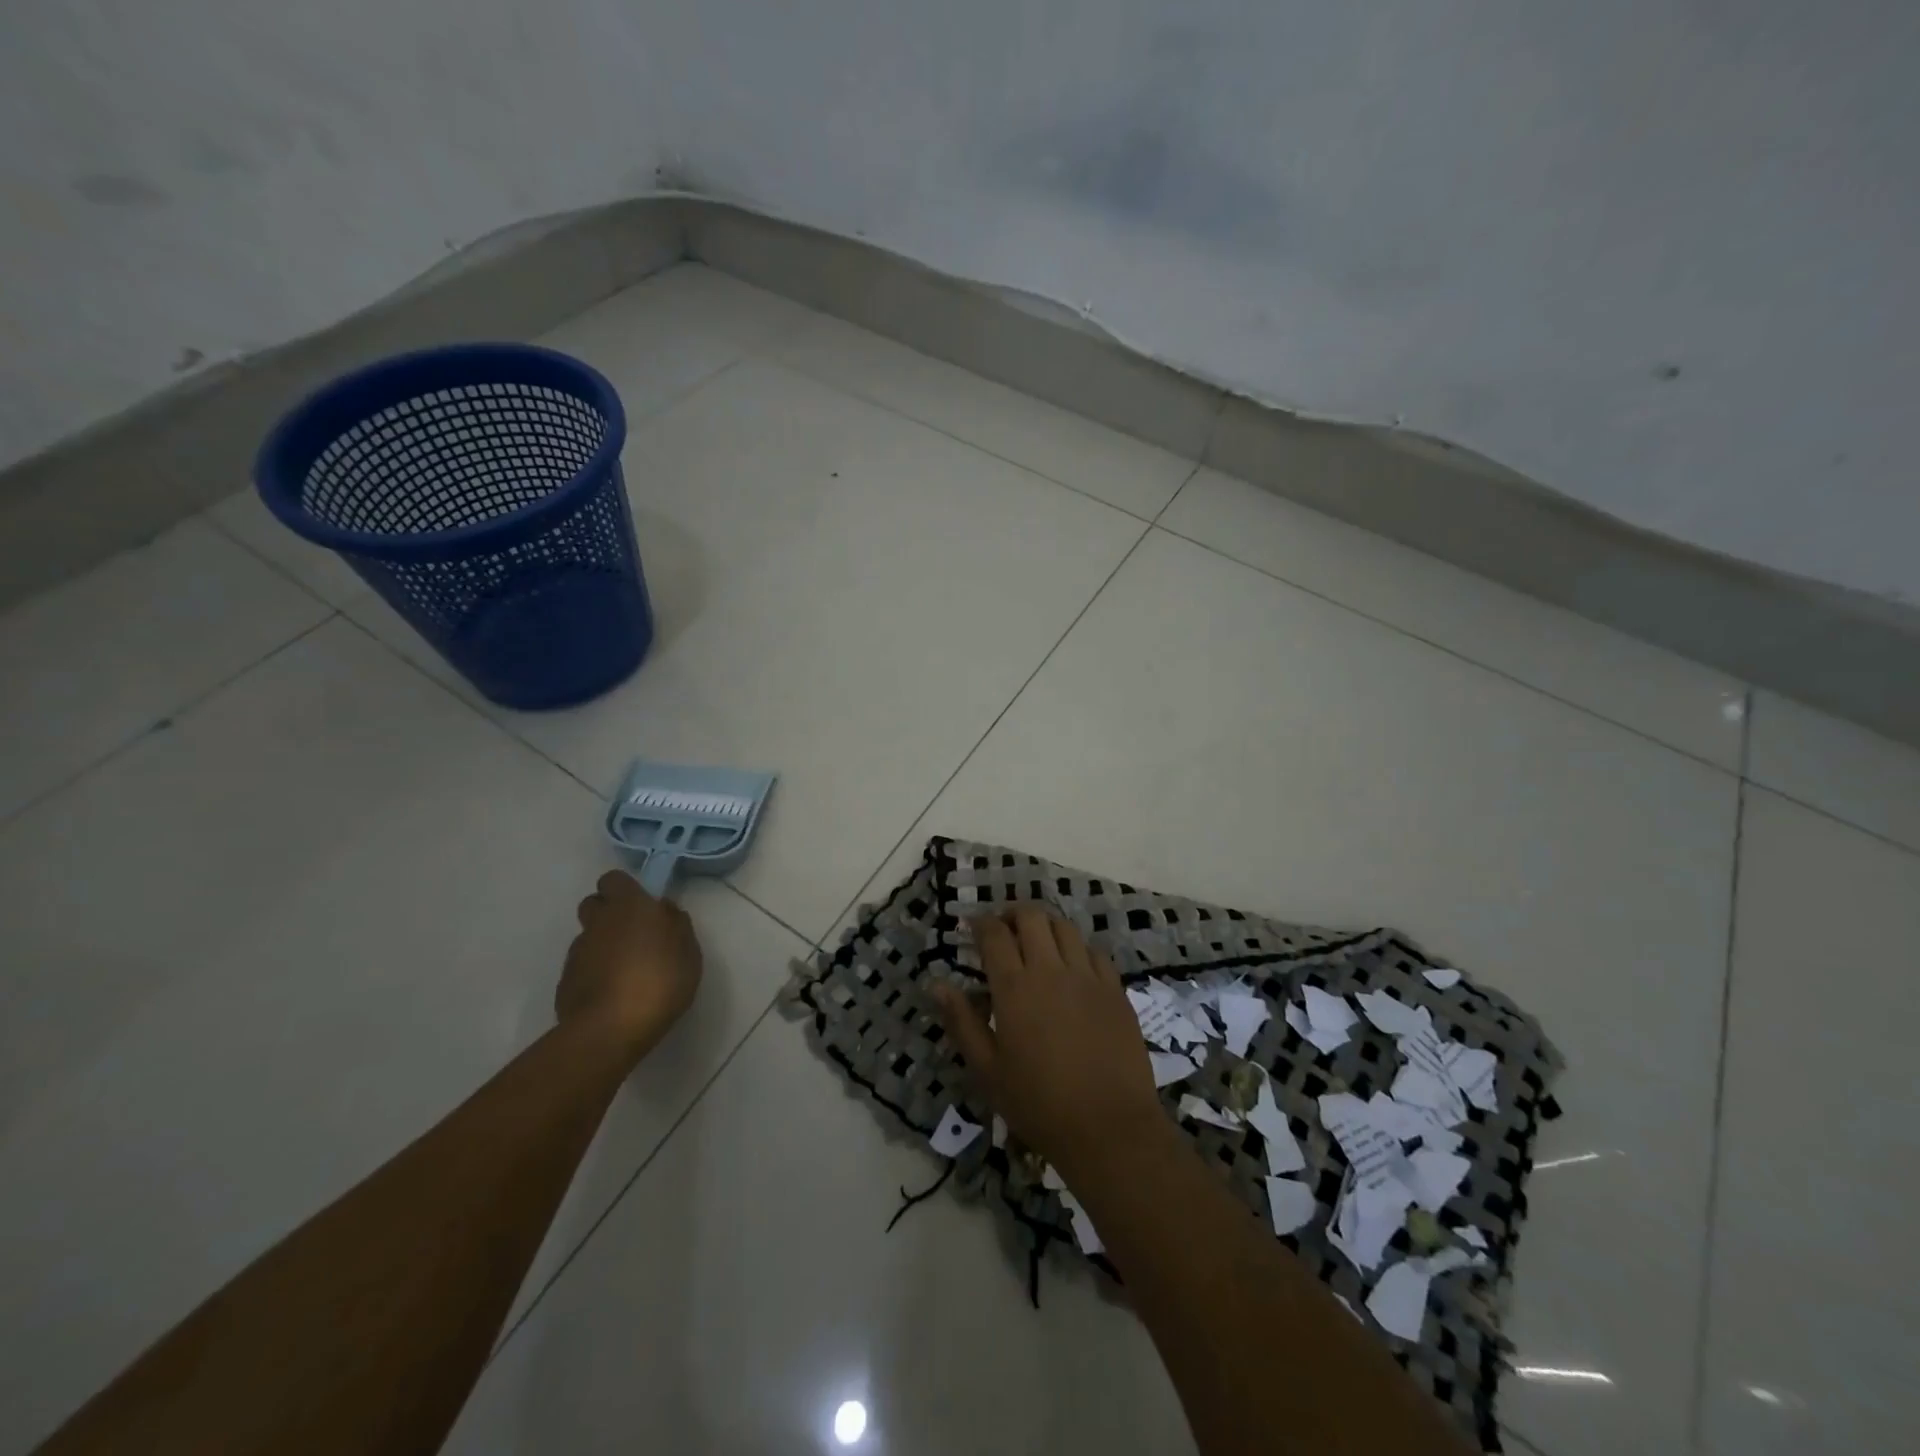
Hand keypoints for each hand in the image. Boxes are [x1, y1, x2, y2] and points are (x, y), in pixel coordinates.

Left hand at [558, 870, 702, 1058]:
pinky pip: (581, 968)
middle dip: (608, 914)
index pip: (613, 879)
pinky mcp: (565, 983)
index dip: (625, 889)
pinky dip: (593, 974)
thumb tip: (664, 909)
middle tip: (632, 935)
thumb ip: (676, 924)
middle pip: (593, 904)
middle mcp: (598, 923)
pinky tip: (611, 994)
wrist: (610, 1029)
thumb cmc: (659, 981)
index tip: (642, 906)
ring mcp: (577, 953)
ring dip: (602, 946)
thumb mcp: (688, 951)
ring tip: (624, 972)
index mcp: (629, 906)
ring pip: (587, 938)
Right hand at [933, 907, 1165, 1178]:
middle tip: (1003, 930)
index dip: (980, 923)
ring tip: (1037, 942)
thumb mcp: (987, 1070)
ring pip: (1065, 927)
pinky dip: (1077, 948)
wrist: (1109, 1127)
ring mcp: (1088, 976)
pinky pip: (1094, 952)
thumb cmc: (1038, 1103)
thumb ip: (961, 1021)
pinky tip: (1072, 966)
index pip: (994, 934)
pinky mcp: (1115, 990)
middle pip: (1031, 917)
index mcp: (1015, 987)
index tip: (972, 926)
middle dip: (1012, 914)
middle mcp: (1051, 970)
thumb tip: (936, 984)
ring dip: (1045, 925)